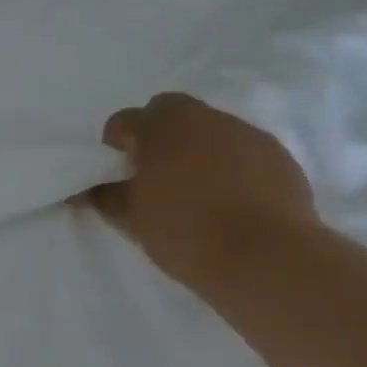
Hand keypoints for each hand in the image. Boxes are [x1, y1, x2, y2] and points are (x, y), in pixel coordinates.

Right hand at [86, 93, 318, 289]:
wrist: (265, 256)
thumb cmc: (186, 233)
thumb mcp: (135, 220)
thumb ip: (109, 197)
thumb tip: (90, 190)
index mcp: (160, 129)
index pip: (124, 120)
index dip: (116, 141)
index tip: (116, 167)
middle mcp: (203, 118)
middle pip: (170, 110)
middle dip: (157, 131)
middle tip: (154, 168)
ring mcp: (244, 132)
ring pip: (209, 127)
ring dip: (196, 146)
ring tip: (195, 186)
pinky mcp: (276, 152)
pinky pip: (241, 148)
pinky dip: (230, 162)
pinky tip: (230, 196)